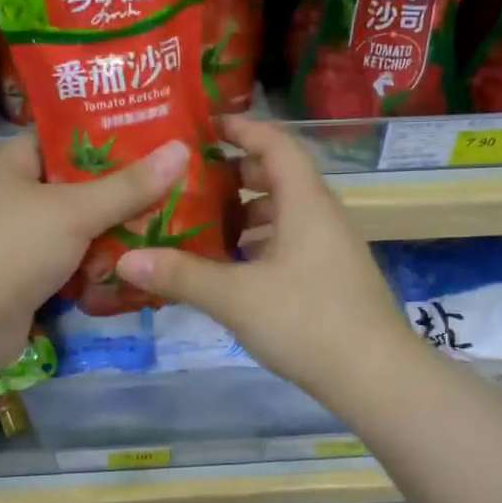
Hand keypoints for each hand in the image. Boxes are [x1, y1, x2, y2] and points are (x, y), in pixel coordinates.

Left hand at [0, 130, 187, 379]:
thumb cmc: (14, 247)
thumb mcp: (75, 210)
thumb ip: (129, 186)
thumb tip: (181, 150)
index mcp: (10, 164)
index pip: (63, 138)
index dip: (107, 138)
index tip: (153, 141)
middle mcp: (9, 196)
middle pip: (74, 187)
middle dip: (118, 194)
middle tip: (168, 190)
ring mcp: (13, 240)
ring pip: (74, 229)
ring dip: (110, 235)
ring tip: (160, 230)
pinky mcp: (21, 277)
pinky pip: (67, 263)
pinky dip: (93, 267)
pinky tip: (131, 269)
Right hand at [114, 115, 417, 404]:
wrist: (376, 376)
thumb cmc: (307, 321)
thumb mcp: (236, 297)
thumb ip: (181, 276)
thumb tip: (125, 260)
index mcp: (305, 202)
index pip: (276, 144)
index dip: (242, 128)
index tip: (205, 126)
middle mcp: (322, 216)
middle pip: (279, 177)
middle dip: (236, 174)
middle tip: (192, 182)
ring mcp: (330, 248)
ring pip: (284, 214)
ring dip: (247, 214)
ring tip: (204, 226)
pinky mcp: (331, 277)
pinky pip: (290, 243)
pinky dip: (260, 244)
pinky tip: (233, 269)